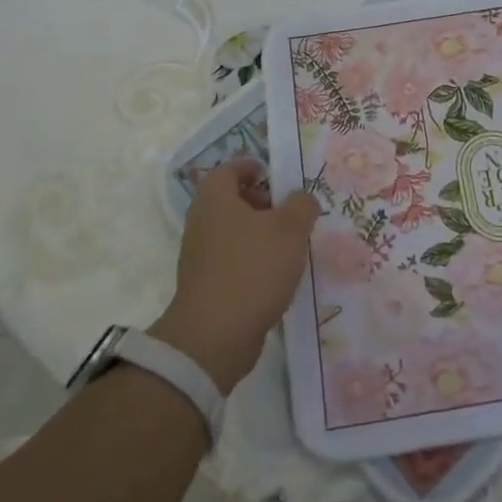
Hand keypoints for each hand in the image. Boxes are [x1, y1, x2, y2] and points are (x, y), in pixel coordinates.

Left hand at [150, 159, 319, 390]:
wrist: (215, 335)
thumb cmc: (253, 268)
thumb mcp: (290, 229)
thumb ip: (301, 206)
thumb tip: (301, 199)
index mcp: (216, 199)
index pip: (228, 169)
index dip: (251, 166)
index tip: (273, 173)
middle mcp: (202, 222)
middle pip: (229, 200)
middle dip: (258, 200)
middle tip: (287, 210)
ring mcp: (200, 256)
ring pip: (231, 232)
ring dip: (257, 233)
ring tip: (289, 244)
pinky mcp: (205, 285)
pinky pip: (231, 260)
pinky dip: (251, 259)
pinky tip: (276, 274)